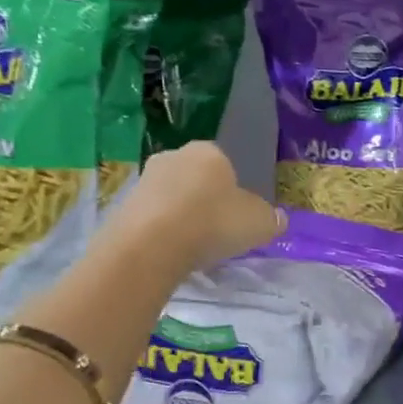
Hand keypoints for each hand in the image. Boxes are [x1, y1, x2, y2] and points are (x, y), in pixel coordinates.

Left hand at [107, 143, 282, 272]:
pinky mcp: (123, 205)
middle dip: (205, 199)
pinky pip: (152, 217)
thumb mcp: (258, 223)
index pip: (226, 163)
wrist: (151, 244)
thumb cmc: (213, 222)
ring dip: (181, 215)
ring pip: (172, 196)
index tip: (237, 214)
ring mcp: (145, 179)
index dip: (234, 189)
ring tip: (193, 245)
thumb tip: (279, 218)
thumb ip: (271, 219)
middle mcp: (174, 156)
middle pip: (196, 178)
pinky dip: (161, 231)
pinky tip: (170, 252)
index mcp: (209, 151)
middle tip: (217, 230)